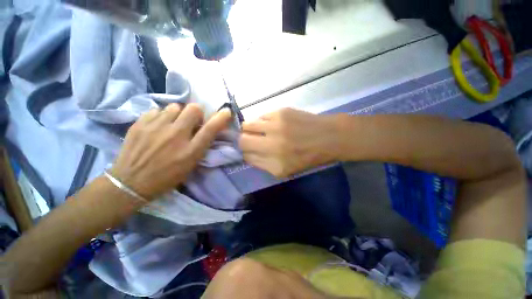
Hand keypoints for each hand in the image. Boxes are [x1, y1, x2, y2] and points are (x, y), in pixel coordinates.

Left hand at [110, 103, 231, 199]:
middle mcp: (176, 136)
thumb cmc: (167, 176)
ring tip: (172, 124)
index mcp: (190, 151)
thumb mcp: (190, 165)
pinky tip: (157, 127)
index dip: (221, 118)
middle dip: (197, 113)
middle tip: (192, 122)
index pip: (211, 128)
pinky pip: (157, 110)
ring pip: (175, 106)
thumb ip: (200, 146)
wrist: (131, 182)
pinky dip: (161, 116)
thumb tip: (205, 129)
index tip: (226, 112)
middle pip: (194, 109)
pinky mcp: (140, 123)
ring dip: (178, 114)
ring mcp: (156, 127)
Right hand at [239, 108, 340, 177]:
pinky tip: (272, 124)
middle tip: (252, 140)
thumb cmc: (308, 156)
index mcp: (275, 164)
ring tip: (261, 130)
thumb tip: (247, 154)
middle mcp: (273, 145)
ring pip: (247, 125)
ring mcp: (276, 126)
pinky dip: (262, 121)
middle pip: (242, 140)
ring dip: (250, 129)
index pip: (246, 156)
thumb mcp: (285, 170)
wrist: (328, 136)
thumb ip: (263, 164)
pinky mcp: (281, 112)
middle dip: (243, 140)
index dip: (245, 153)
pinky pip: (261, 116)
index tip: (248, 150)